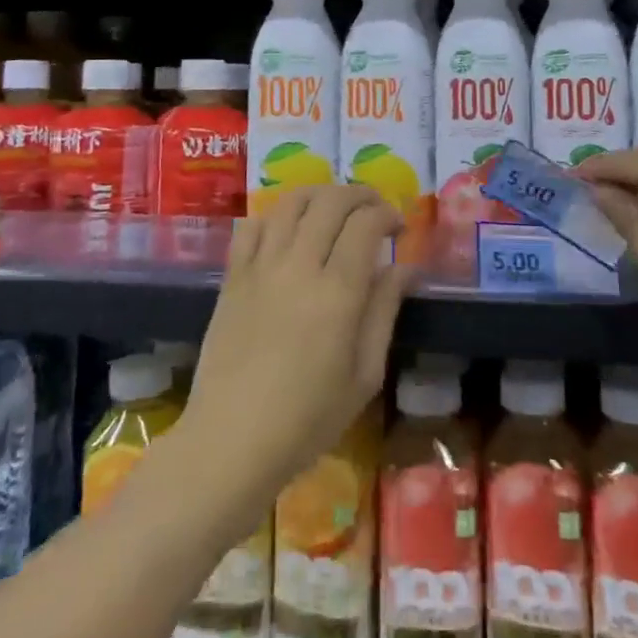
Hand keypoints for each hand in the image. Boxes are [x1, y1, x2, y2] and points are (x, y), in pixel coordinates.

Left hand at [182, 185, 407, 519]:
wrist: (231, 441)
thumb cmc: (308, 419)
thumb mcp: (364, 374)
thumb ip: (385, 310)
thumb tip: (407, 267)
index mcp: (338, 292)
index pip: (365, 224)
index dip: (387, 214)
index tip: (398, 229)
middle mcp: (299, 266)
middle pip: (331, 202)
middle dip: (360, 195)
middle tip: (375, 211)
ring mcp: (260, 267)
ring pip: (291, 203)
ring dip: (320, 195)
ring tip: (335, 210)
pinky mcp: (233, 277)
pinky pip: (252, 226)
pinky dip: (275, 215)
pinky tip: (288, 229)